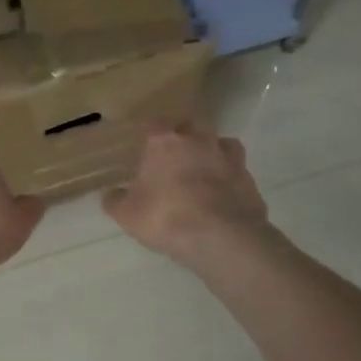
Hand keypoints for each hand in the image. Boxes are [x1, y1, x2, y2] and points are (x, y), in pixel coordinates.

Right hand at [104, 124, 273, 268]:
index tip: (143, 140)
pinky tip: (224, 197)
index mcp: (165, 142)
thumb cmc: (166, 217)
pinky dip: (232, 181)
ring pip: (224, 143)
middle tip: (177, 151)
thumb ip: (116, 201)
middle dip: (186, 133)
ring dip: (215, 152)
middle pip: (194, 123)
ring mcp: (229, 159)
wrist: (221, 237)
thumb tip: (110, 195)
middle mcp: (199, 141)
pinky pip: (239, 174)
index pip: (153, 124)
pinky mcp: (250, 182)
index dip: (148, 131)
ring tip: (206, 170)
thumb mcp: (128, 214)